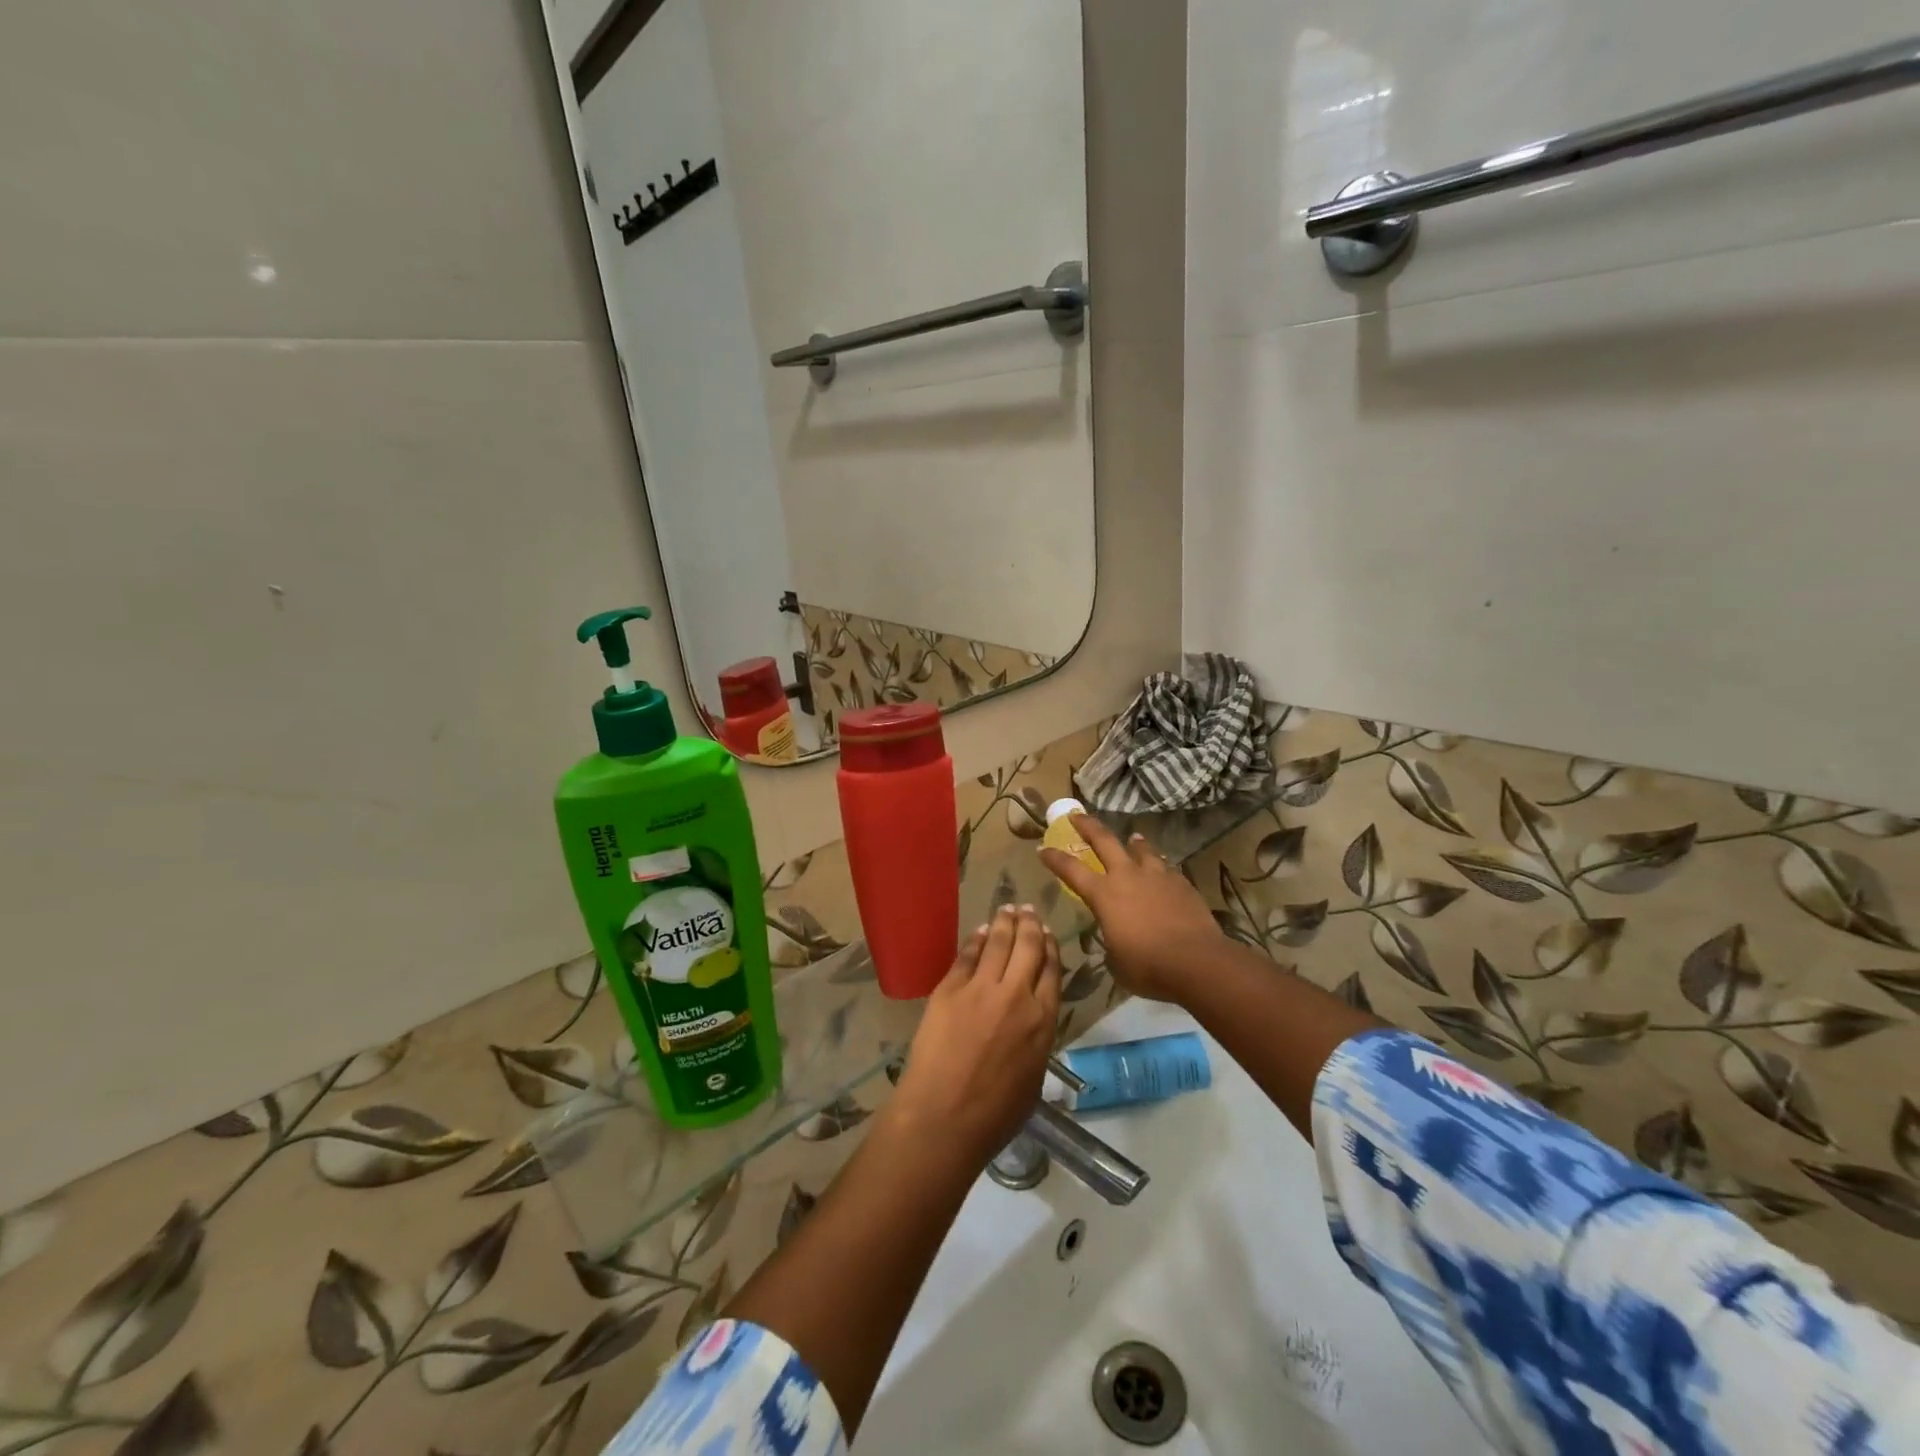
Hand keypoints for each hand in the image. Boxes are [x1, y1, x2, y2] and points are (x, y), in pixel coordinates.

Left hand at [889, 905, 1061, 1168]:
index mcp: (1042, 1021)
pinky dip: (976, 939)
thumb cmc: (994, 1115)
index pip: (1052, 971)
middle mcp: (1016, 996)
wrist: (944, 1117)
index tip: (1048, 933)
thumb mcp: (1033, 1078)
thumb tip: (1031, 1023)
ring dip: (1005, 922)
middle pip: (1028, 948)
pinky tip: (980, 930)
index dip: (1050, 948)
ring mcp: (980, 989)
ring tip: (1008, 908)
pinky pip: (967, 955)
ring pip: (998, 943)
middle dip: (1030, 924)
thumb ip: (1036, 1040)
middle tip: (1029, 909)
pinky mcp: (949, 989)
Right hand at [1041, 814, 1224, 1003]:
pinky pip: (1166, 867)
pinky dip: (1159, 866)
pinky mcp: (1182, 882)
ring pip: (1141, 848)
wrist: (1197, 961)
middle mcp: (1127, 876)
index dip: (1054, 859)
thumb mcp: (1116, 960)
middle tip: (1077, 815)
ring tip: (1132, 838)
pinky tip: (1162, 871)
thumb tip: (1114, 936)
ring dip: (1133, 842)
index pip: (1071, 870)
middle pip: (1104, 840)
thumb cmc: (1148, 966)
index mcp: (1103, 895)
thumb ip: (1110, 940)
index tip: (1042, 849)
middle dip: (1087, 825)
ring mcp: (1157, 876)